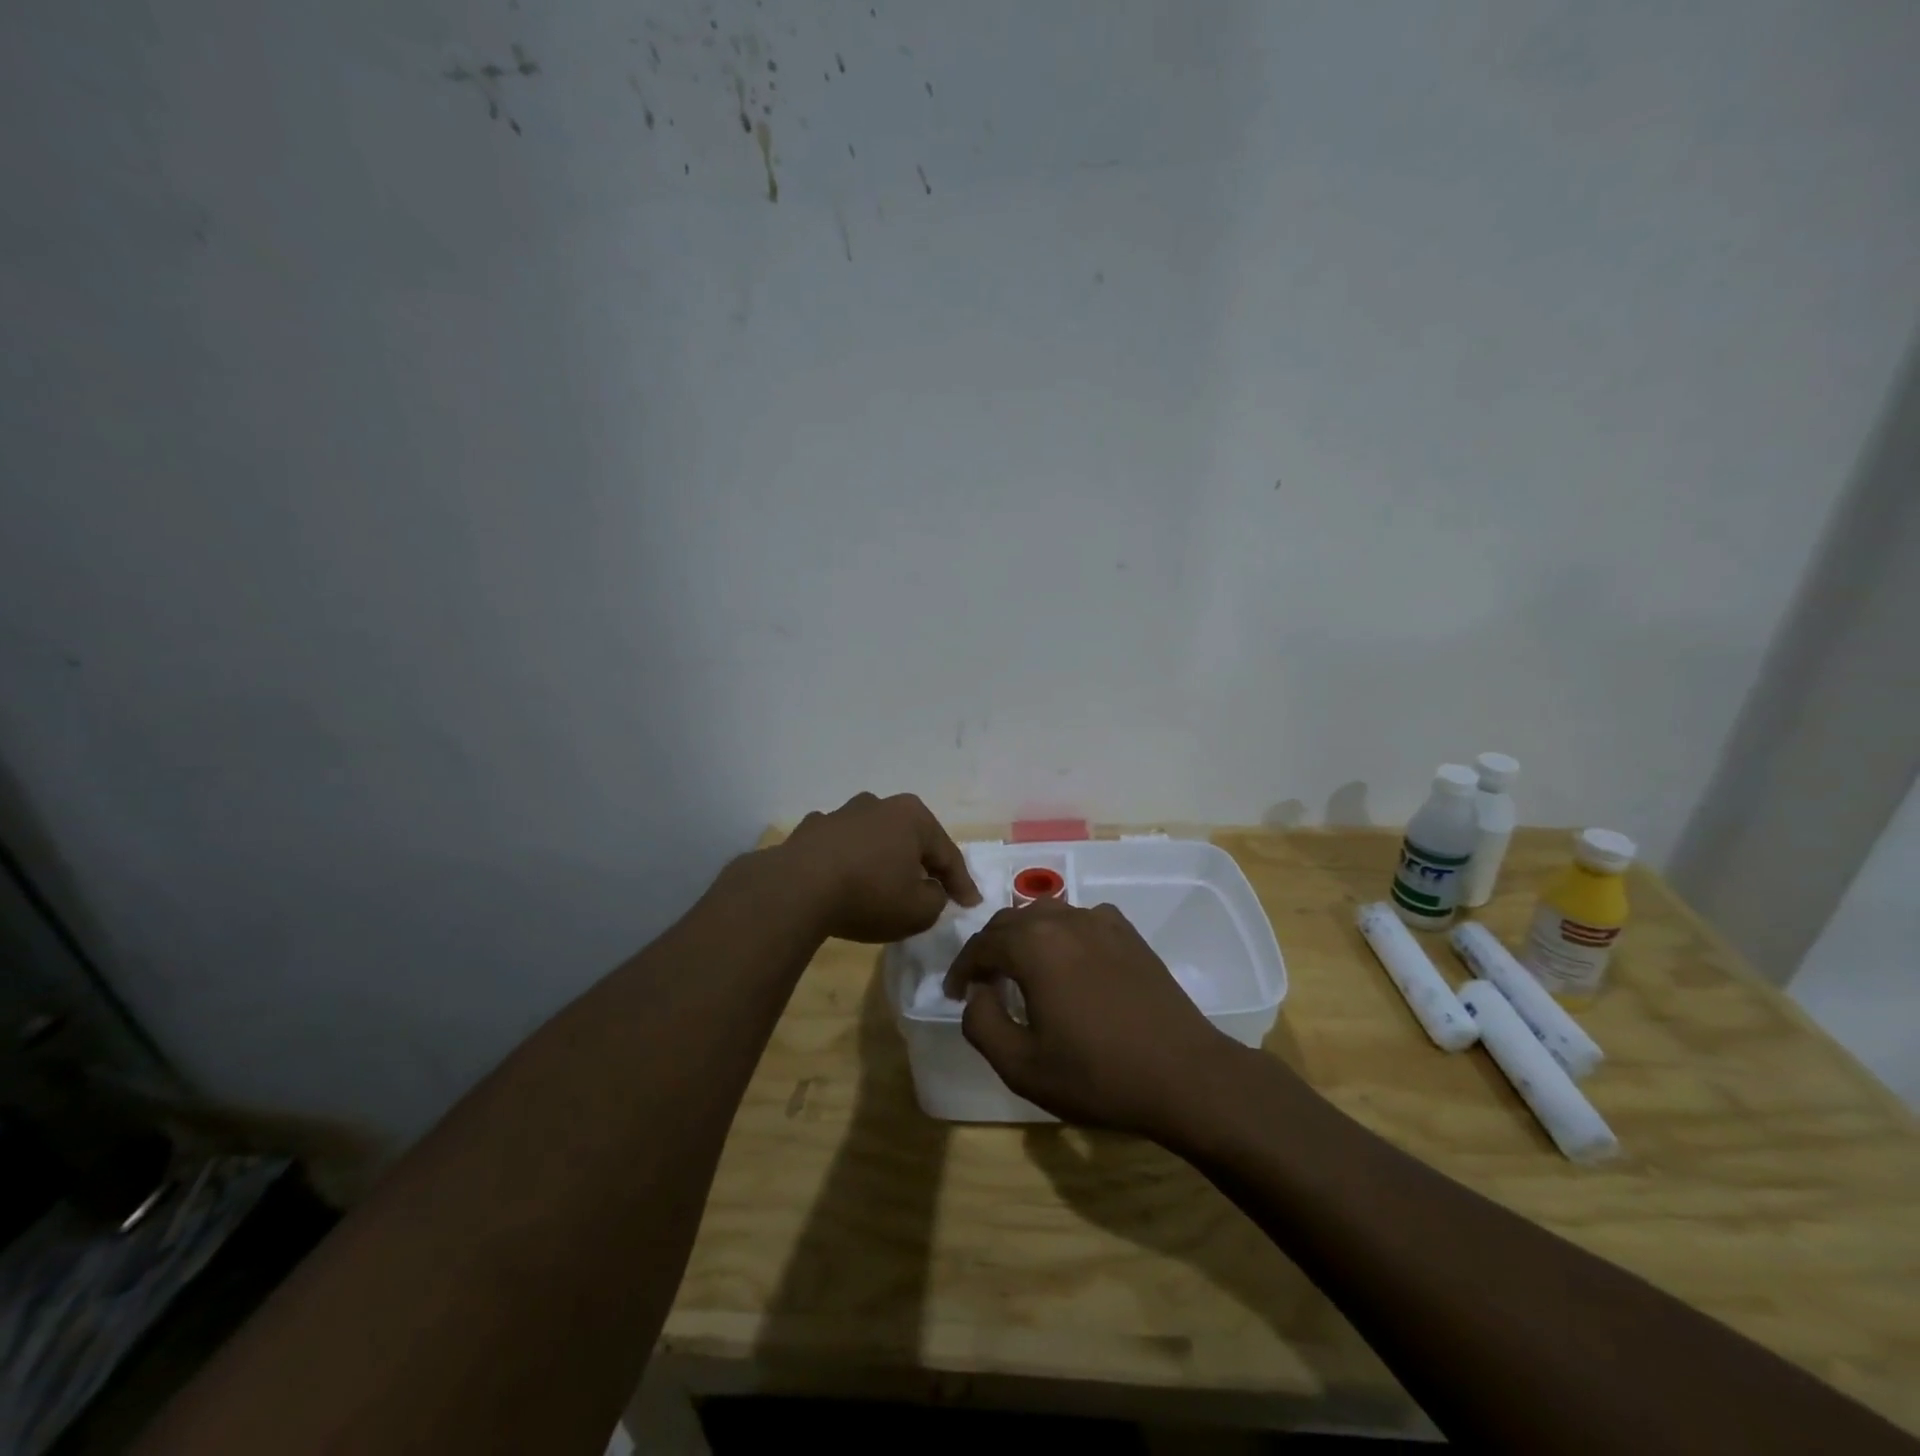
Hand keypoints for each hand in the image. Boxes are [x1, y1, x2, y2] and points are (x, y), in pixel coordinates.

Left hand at [779, 792, 979, 942]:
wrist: (797, 888)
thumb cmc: (869, 894)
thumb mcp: (918, 910)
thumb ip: (936, 900)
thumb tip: (930, 890)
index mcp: (913, 817)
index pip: (947, 854)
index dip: (962, 883)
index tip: (971, 904)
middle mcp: (879, 805)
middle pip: (911, 838)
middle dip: (922, 861)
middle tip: (933, 887)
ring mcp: (841, 813)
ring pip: (874, 837)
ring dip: (883, 857)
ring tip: (885, 881)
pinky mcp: (811, 830)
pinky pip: (840, 846)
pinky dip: (848, 859)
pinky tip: (844, 876)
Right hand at [942, 899, 1241, 1138]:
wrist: (1184, 1075)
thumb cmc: (1097, 1074)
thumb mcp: (1021, 1065)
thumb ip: (981, 1024)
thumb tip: (977, 994)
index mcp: (1033, 945)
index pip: (981, 945)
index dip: (962, 968)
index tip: (955, 993)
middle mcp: (1064, 919)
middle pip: (1011, 922)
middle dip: (990, 948)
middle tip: (982, 982)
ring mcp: (1101, 921)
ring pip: (1046, 915)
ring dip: (1024, 937)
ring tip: (1020, 969)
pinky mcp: (1129, 933)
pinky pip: (1081, 920)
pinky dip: (1061, 934)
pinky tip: (1068, 962)